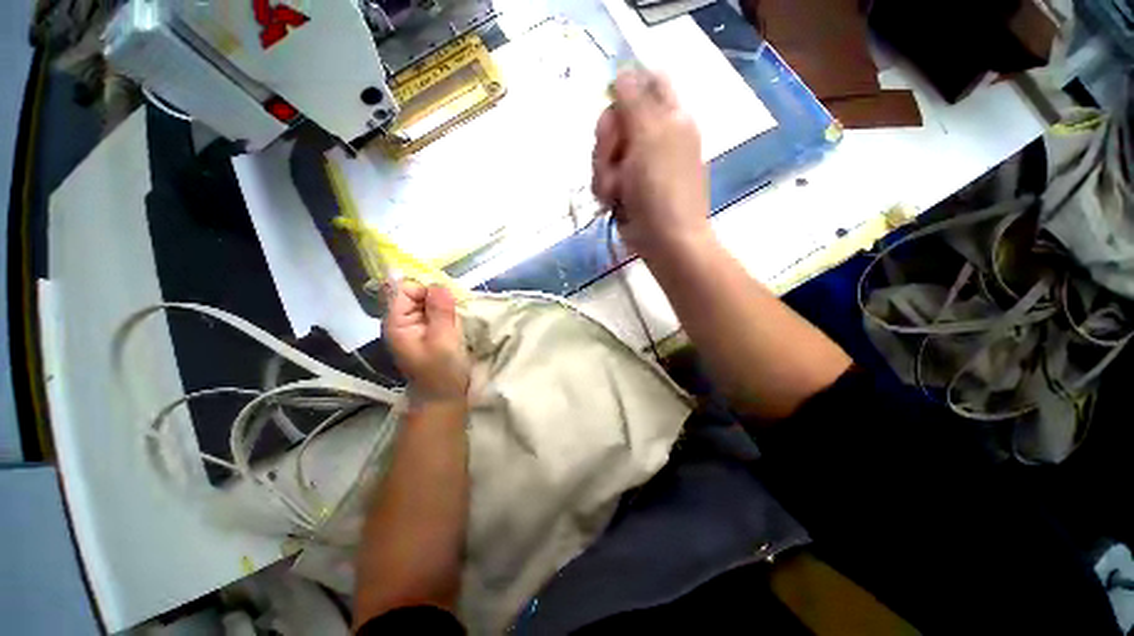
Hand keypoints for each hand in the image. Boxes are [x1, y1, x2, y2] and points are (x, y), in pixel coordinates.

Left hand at [385, 281, 469, 405]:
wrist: (444, 398)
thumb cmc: (441, 372)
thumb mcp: (444, 340)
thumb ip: (440, 310)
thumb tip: (437, 282)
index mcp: (397, 322)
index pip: (405, 288)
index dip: (426, 291)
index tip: (446, 305)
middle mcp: (402, 320)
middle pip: (418, 292)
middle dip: (438, 299)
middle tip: (453, 318)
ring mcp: (414, 325)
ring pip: (429, 301)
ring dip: (446, 308)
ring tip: (455, 325)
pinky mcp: (427, 330)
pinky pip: (436, 311)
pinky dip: (448, 314)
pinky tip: (455, 326)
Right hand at [592, 70, 711, 259]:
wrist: (663, 238)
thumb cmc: (661, 187)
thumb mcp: (650, 135)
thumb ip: (634, 100)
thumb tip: (622, 71)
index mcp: (669, 117)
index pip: (647, 83)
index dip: (625, 91)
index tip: (615, 111)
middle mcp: (654, 137)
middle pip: (616, 119)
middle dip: (608, 141)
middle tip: (614, 158)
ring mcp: (638, 164)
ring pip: (605, 152)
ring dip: (604, 171)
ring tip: (616, 190)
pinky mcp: (626, 187)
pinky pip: (604, 176)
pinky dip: (605, 189)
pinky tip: (613, 201)